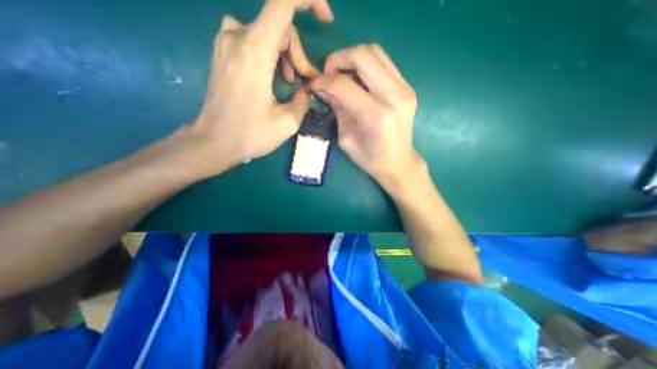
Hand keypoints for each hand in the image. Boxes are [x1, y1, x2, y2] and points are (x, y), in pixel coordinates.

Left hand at [181, 0, 331, 177]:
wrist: (214, 141)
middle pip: (280, 27)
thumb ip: (304, 99)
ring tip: (290, 82)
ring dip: (286, 55)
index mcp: (254, 52)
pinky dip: (271, 55)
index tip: (326, 18)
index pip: (283, 2)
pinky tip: (274, 78)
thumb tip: (308, 87)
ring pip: (269, 33)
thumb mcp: (287, 122)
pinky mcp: (224, 51)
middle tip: (305, 82)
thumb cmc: (250, 135)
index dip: (309, 0)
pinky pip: (254, 39)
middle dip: (298, 54)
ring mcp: (226, 42)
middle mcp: (237, 36)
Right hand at [308, 43, 419, 190]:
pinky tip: (359, 81)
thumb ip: (337, 110)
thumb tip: (324, 89)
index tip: (314, 84)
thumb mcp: (346, 139)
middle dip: (338, 58)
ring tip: (343, 76)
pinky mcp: (408, 88)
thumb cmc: (370, 159)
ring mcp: (405, 89)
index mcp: (375, 116)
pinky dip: (367, 66)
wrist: (399, 162)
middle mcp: (393, 97)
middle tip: (329, 73)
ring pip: (376, 52)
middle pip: (363, 55)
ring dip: (353, 58)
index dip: (323, 80)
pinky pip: (384, 63)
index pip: (343, 85)